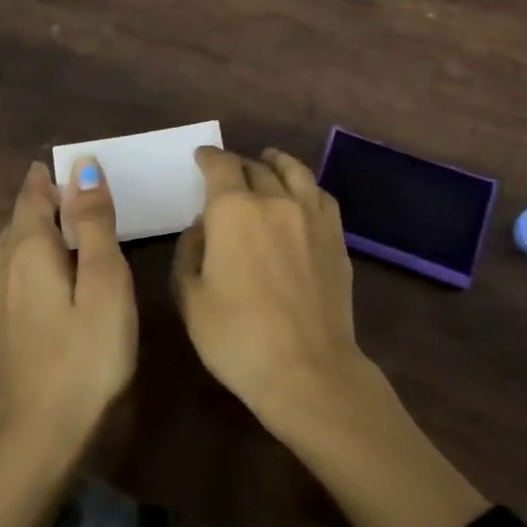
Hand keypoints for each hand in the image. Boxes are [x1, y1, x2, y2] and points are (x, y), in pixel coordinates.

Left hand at [0, 159, 136, 446]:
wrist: (43, 433)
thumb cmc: (87, 353)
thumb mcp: (104, 281)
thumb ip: (94, 223)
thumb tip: (82, 166)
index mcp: (31, 252)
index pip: (34, 199)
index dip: (49, 179)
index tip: (69, 162)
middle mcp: (6, 272)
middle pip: (16, 223)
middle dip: (37, 201)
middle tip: (64, 188)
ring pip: (1, 253)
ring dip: (19, 230)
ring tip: (38, 221)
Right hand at [172, 146, 383, 428]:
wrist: (307, 368)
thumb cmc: (236, 337)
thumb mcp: (190, 297)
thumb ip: (190, 252)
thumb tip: (202, 227)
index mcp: (233, 210)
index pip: (220, 166)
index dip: (208, 157)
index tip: (201, 157)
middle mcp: (274, 201)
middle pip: (256, 167)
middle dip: (238, 163)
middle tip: (228, 170)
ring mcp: (311, 217)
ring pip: (295, 172)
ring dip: (277, 162)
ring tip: (270, 160)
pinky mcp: (336, 238)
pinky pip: (322, 196)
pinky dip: (307, 186)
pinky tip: (303, 194)